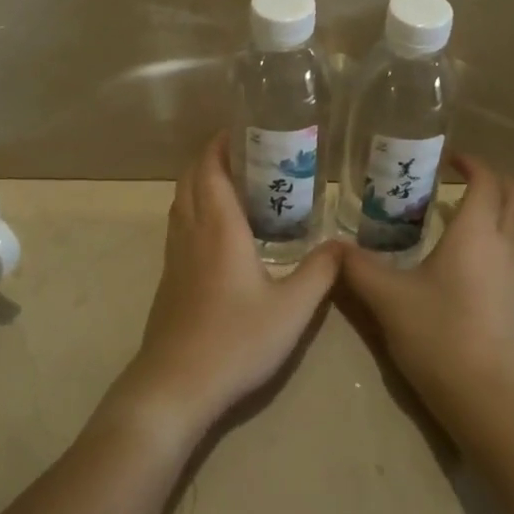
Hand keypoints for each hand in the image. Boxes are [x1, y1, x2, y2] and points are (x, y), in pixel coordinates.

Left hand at [107, 135, 338, 448]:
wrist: (176, 385)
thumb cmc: (236, 340)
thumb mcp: (292, 309)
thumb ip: (320, 273)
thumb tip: (344, 244)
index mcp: (218, 227)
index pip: (210, 168)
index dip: (221, 142)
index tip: (244, 127)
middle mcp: (192, 230)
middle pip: (192, 177)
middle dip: (213, 155)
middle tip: (248, 150)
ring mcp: (175, 254)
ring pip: (182, 200)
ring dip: (201, 179)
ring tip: (236, 180)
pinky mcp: (170, 277)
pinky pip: (180, 223)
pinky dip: (195, 206)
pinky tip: (220, 228)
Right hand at [340, 154, 513, 444]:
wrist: (489, 401)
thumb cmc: (437, 335)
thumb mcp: (387, 298)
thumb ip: (357, 267)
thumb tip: (331, 245)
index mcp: (476, 234)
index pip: (485, 180)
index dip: (471, 163)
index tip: (450, 158)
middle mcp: (507, 249)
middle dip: (494, 180)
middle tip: (463, 181)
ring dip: (496, 220)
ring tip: (459, 233)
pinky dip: (498, 257)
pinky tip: (471, 282)